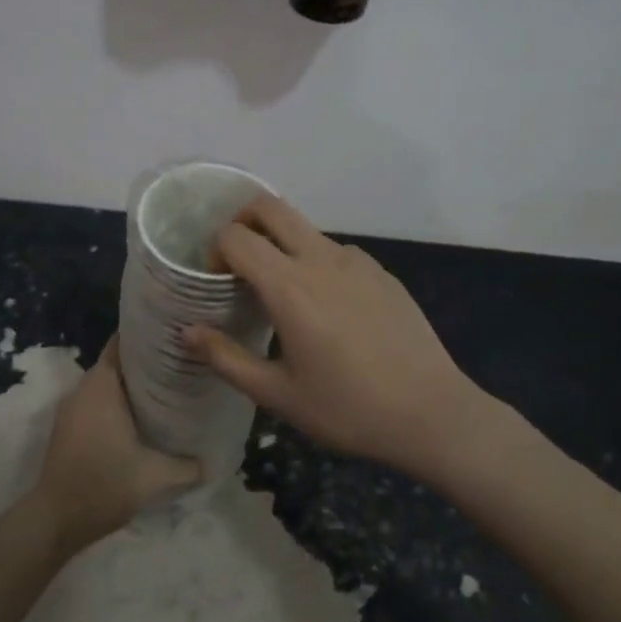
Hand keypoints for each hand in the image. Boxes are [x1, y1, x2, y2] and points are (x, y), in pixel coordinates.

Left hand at [31, 337, 201, 550]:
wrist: (56, 520)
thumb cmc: (104, 485)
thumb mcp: (155, 477)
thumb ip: (188, 466)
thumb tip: (214, 460)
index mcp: (101, 385)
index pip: (123, 341)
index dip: (148, 333)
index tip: (175, 334)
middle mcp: (84, 387)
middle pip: (118, 360)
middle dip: (147, 359)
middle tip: (182, 362)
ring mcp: (73, 407)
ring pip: (107, 381)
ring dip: (133, 382)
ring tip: (169, 386)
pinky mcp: (69, 426)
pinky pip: (98, 400)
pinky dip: (118, 400)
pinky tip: (143, 415)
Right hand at [184, 195, 493, 477]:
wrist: (432, 414)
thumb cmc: (348, 409)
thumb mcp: (277, 395)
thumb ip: (226, 358)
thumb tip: (188, 331)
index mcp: (290, 286)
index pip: (237, 237)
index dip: (216, 251)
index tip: (218, 283)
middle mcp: (322, 259)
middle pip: (271, 207)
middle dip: (243, 221)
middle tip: (239, 263)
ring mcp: (358, 262)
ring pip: (305, 229)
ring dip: (282, 244)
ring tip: (284, 295)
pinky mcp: (383, 273)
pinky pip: (337, 251)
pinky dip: (317, 262)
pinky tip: (329, 310)